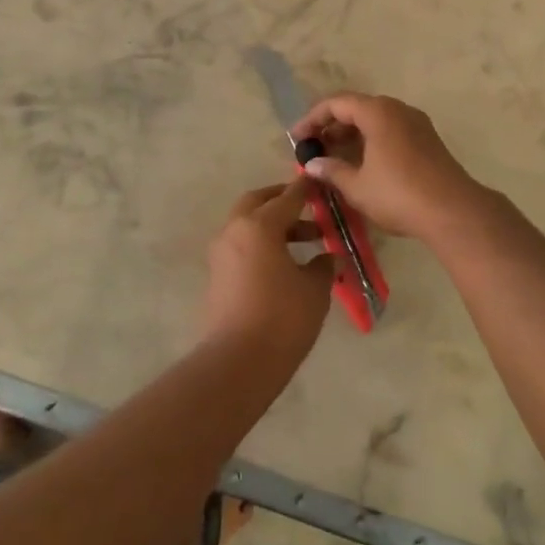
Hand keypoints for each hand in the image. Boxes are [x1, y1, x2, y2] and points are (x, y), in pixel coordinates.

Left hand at [200, 181, 332, 362]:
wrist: (238, 363)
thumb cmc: (282, 318)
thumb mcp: (314, 290)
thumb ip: (323, 266)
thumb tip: (328, 257)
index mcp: (259, 225)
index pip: (287, 197)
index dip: (306, 189)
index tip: (319, 181)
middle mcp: (235, 230)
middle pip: (258, 203)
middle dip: (282, 201)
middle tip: (308, 208)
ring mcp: (221, 253)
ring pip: (248, 225)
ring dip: (274, 226)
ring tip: (308, 242)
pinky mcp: (217, 275)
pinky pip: (242, 246)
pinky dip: (262, 244)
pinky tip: (285, 264)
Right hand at [290, 92, 486, 242]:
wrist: (454, 212)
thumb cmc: (399, 194)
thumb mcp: (357, 186)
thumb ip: (331, 170)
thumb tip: (312, 164)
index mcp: (378, 112)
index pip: (336, 104)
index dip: (312, 119)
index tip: (297, 139)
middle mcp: (397, 109)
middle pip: (357, 108)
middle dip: (332, 126)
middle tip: (314, 148)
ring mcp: (416, 124)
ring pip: (375, 120)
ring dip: (351, 135)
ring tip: (333, 158)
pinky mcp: (427, 140)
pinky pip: (391, 131)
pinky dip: (370, 141)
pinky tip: (362, 165)